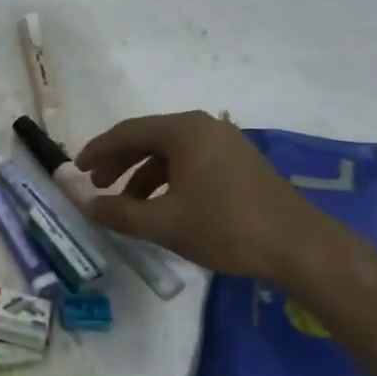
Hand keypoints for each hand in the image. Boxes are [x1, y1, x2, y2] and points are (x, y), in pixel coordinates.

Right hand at [76, 111, 348, 284]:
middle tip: (96, 185)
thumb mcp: (164, 223)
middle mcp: (204, 127)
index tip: (76, 168)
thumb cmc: (226, 227)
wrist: (300, 247)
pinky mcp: (239, 164)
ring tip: (125, 204)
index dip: (97, 150)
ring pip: (169, 153)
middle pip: (148, 139)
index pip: (127, 132)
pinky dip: (167, 180)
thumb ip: (119, 212)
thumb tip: (86, 205)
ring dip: (141, 175)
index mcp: (184, 131)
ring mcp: (225, 144)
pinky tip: (161, 207)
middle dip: (118, 162)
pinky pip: (190, 163)